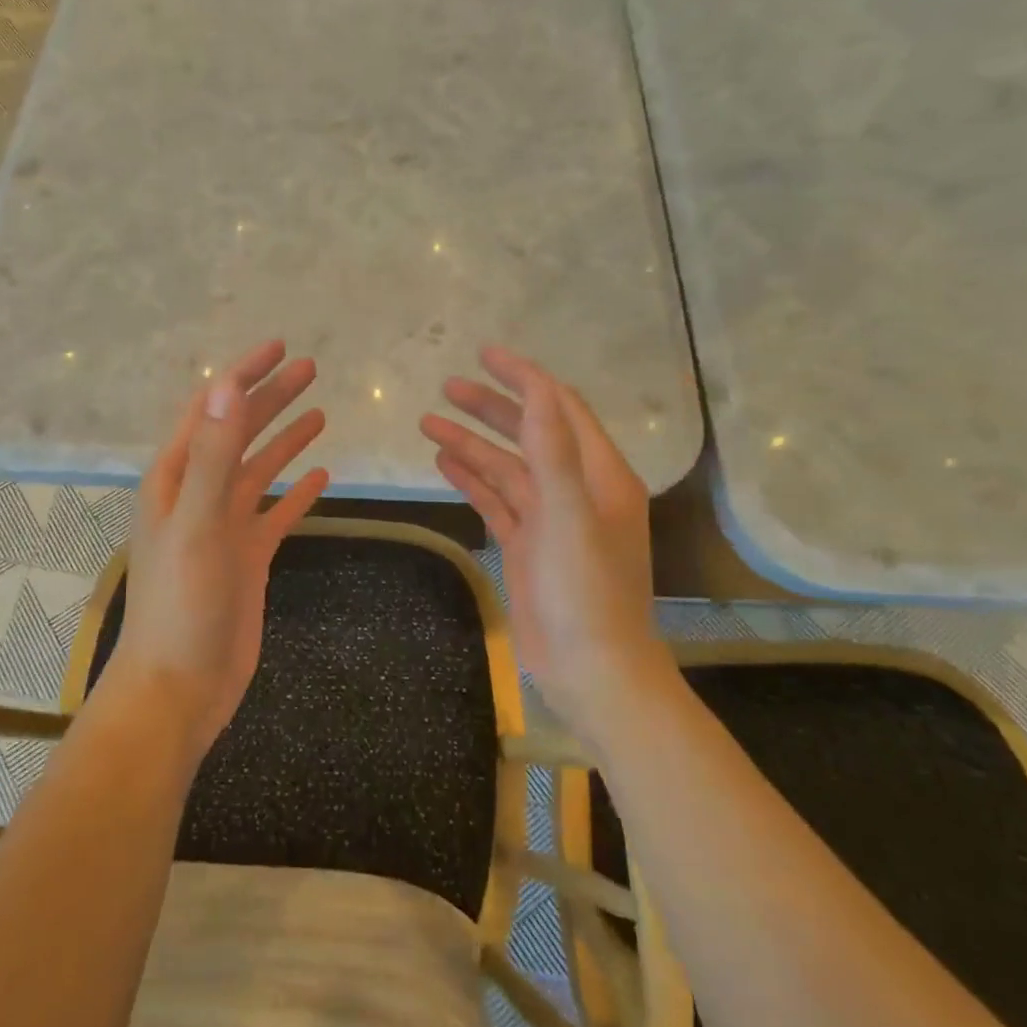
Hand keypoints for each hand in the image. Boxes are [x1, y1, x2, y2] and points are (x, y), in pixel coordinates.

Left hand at [112, 340, 329, 758]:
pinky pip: (277, 513)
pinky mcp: (247, 557)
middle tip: (311, 368)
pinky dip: (298, 493)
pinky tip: (323, 476)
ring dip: (286, 439)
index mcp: (177, 478)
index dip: (243, 375)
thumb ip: (215, 455)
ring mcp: (225, 526)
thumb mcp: (197, 524)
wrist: (179, 687)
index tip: (279, 347)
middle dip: (272, 398)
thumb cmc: (180, 604)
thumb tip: (229, 385)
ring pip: (260, 469)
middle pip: (240, 432)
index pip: (212, 409)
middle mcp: (199, 494)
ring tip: (320, 412)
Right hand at [422, 347, 677, 745]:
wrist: (592, 672)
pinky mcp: (527, 546)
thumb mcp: (572, 517)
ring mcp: (549, 519)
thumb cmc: (588, 593)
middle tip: (446, 387)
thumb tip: (538, 388)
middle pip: (530, 433)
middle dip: (490, 407)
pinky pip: (496, 500)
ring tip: (428, 422)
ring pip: (506, 467)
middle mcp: (576, 489)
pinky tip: (444, 463)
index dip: (525, 378)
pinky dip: (472, 479)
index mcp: (599, 475)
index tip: (485, 355)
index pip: (560, 408)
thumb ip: (554, 451)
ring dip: (472, 443)